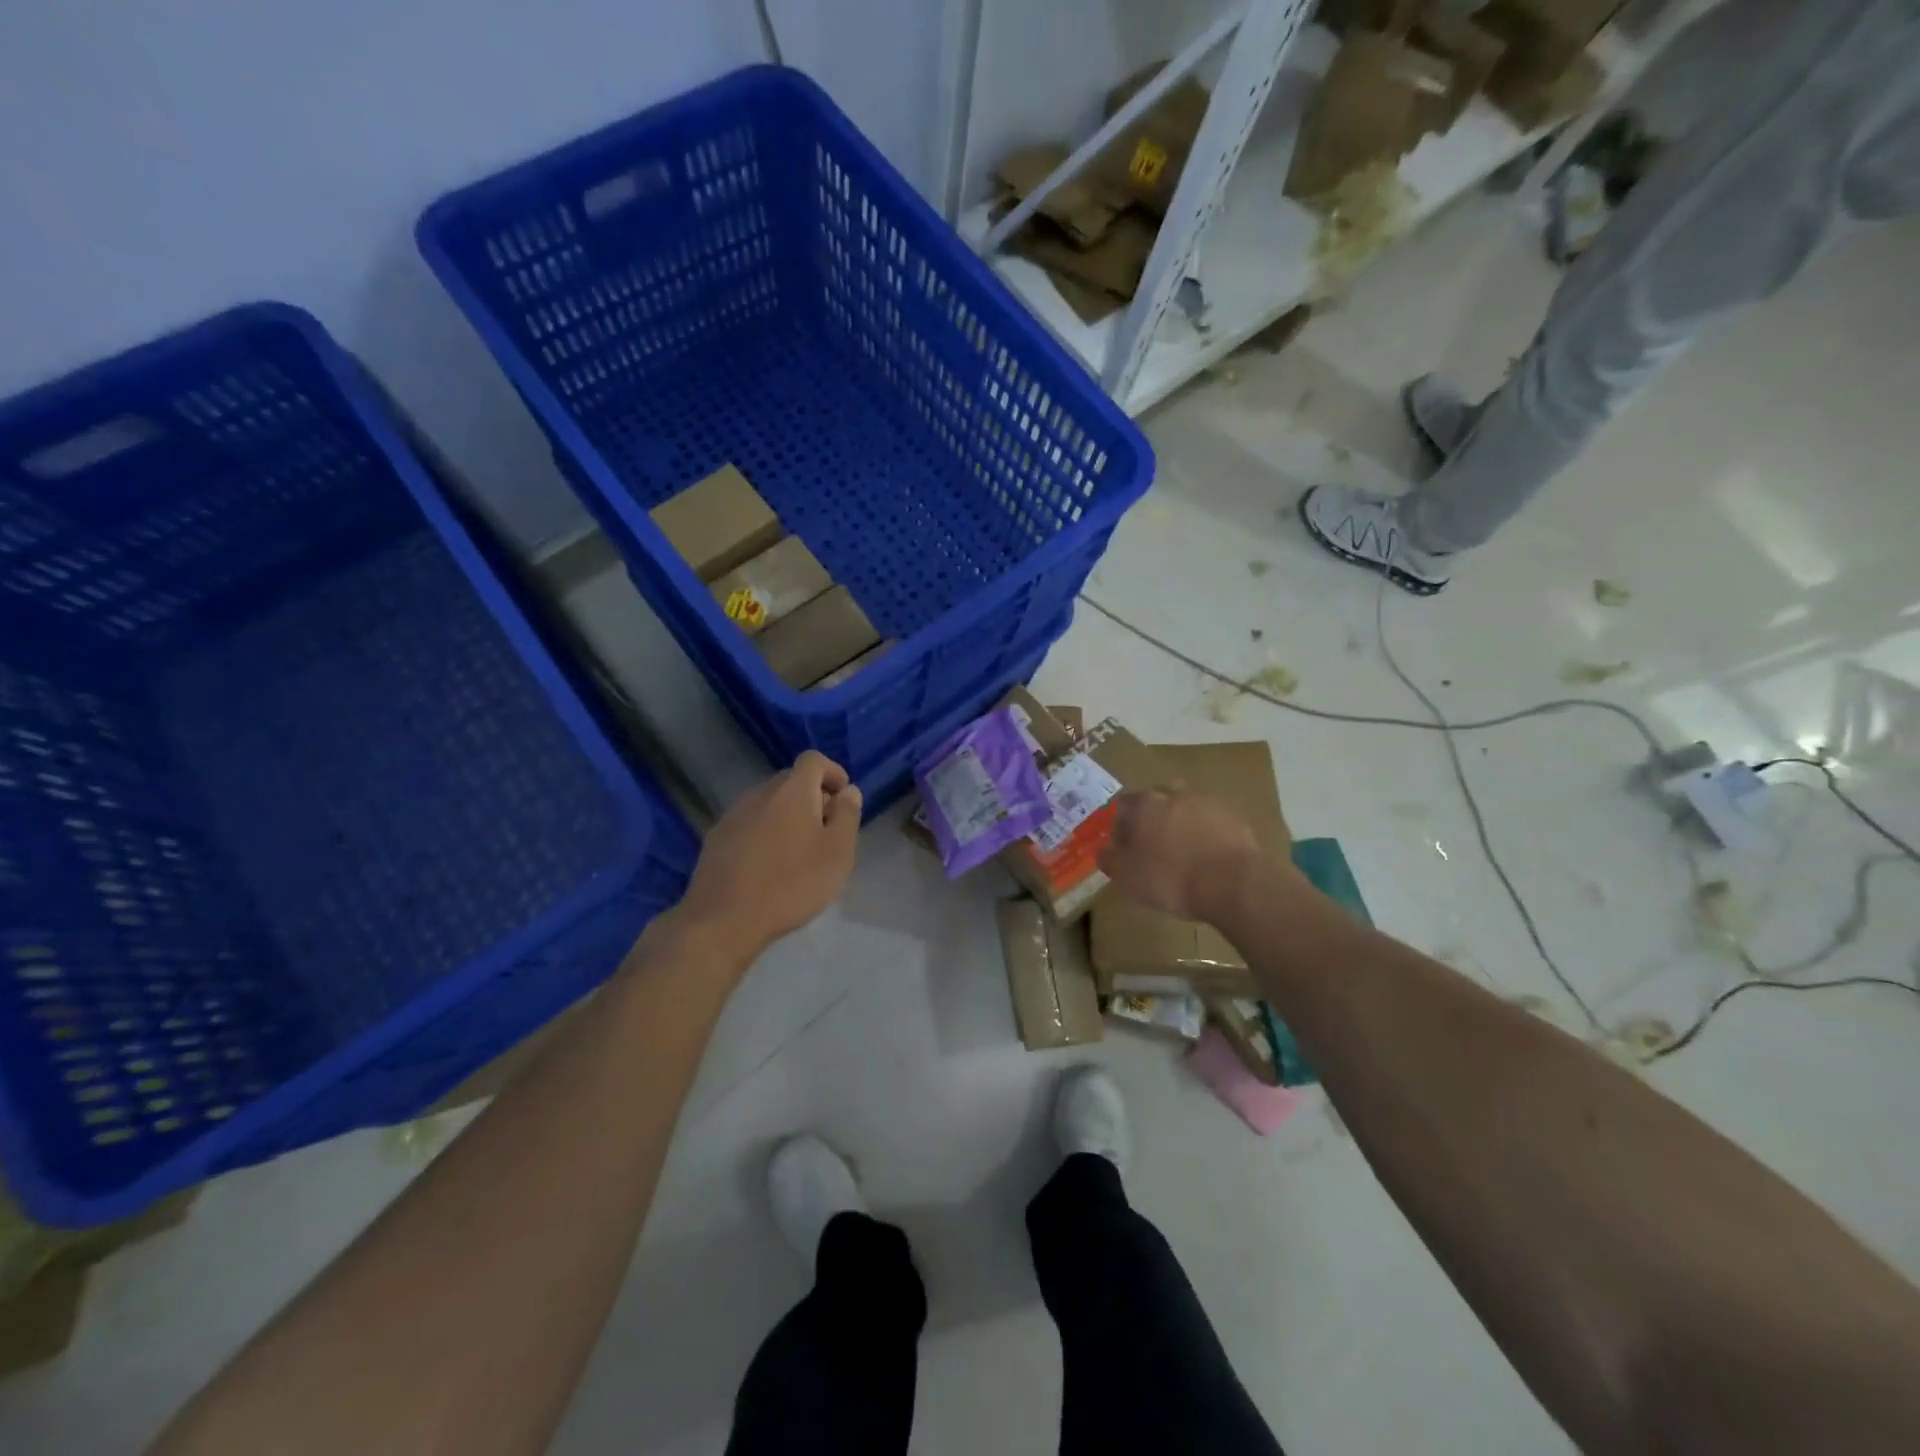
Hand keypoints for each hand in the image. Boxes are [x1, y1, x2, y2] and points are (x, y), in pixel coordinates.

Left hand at [677, 751, 863, 959]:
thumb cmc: (792, 884)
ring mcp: (733, 815)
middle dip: (812, 796)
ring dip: (787, 815)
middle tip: (826, 829)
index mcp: (792, 791)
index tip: (843, 799)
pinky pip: (749, 823)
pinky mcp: (716, 838)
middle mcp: (760, 793)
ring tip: (798, 850)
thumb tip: (848, 791)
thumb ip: (847, 815)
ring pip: (768, 802)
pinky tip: (768, 864)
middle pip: (790, 780)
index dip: (833, 772)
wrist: (724, 919)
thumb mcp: (837, 853)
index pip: (814, 760)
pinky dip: (765, 832)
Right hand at [1099, 786, 1279, 925]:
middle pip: (1156, 800)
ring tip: (1183, 851)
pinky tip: (1208, 857)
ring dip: (1181, 823)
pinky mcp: (1234, 818)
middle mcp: (1175, 794)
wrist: (1232, 883)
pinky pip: (1212, 822)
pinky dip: (1206, 833)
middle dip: (1152, 818)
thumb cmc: (1171, 878)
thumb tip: (1104, 850)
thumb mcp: (1128, 877)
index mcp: (1145, 804)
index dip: (1120, 826)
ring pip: (1186, 808)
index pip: (1123, 805)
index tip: (1124, 848)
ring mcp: (1207, 803)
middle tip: (1153, 846)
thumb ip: (1110, 860)